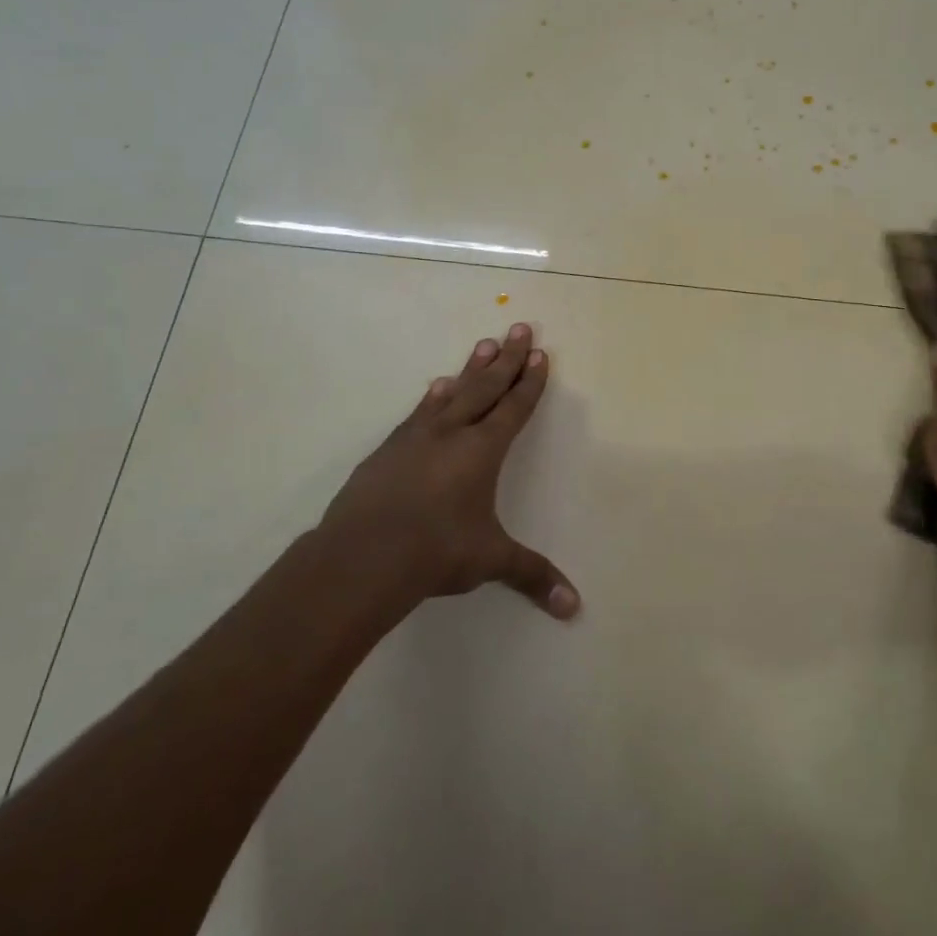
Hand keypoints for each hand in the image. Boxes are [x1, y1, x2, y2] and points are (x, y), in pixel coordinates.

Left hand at [318, 323, 580, 620]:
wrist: (363, 555)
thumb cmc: (436, 551)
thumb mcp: (490, 561)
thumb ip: (532, 575)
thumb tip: (574, 608)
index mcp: (482, 451)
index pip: (513, 408)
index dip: (529, 382)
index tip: (540, 354)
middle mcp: (451, 433)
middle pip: (486, 387)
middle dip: (507, 358)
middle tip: (520, 327)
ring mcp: (415, 437)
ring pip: (452, 393)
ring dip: (471, 369)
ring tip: (484, 344)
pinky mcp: (388, 450)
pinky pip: (419, 413)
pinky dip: (433, 397)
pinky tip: (436, 388)